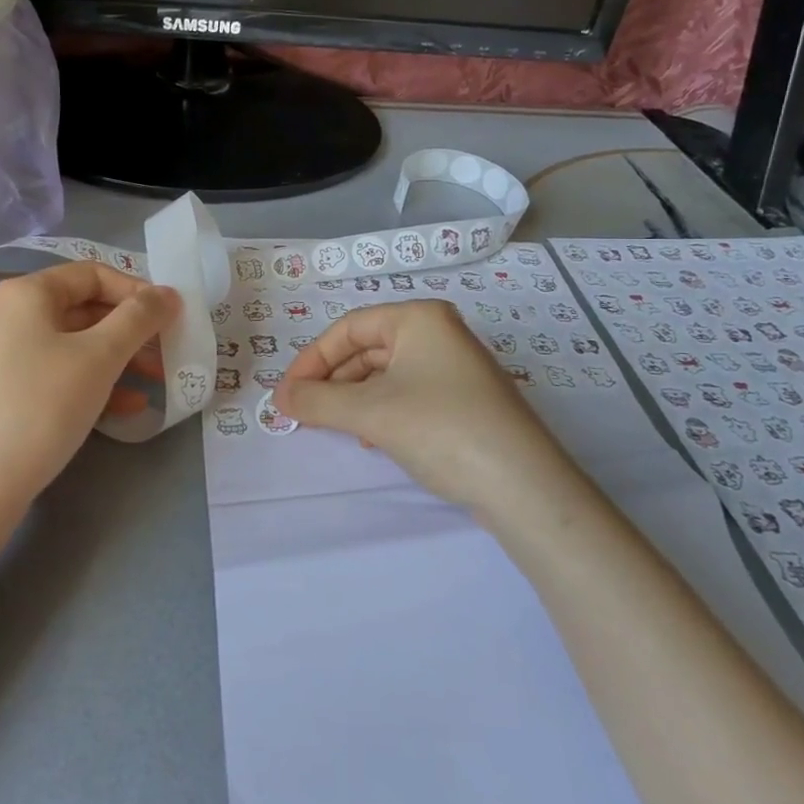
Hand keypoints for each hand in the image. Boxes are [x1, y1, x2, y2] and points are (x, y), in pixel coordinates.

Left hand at [0, 262, 178, 510]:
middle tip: (168, 351)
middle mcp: (9, 316)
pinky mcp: (2, 393)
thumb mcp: (100, 356)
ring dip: (118, 359)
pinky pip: (56, 374)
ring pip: (73, 346)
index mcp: (26, 294)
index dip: (136, 290)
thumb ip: (139, 318)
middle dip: (131, 330)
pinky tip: (126, 408)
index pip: (92, 274)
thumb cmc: (42, 406)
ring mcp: (2, 356)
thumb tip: (168, 293)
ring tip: (156, 382)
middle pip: (84, 309)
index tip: (170, 317)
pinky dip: (92, 383)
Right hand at [274, 300, 579, 527]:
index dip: (311, 360)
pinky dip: (381, 411)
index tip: (286, 395)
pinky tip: (373, 439)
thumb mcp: (370, 413)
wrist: (523, 486)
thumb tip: (280, 399)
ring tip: (337, 428)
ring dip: (354, 399)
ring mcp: (455, 366)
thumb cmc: (441, 429)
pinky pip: (408, 394)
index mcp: (419, 317)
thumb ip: (317, 402)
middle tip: (303, 413)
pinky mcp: (465, 399)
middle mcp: (439, 332)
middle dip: (332, 382)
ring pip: (386, 374)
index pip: (348, 328)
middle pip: (366, 349)